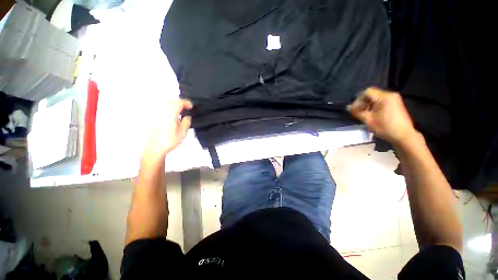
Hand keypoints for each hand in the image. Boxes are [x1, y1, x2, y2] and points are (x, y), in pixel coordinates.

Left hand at [143, 99, 192, 160]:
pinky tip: (172, 116)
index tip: (191, 106)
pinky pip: (163, 109)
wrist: (154, 148)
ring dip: (174, 106)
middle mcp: (162, 111)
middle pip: (172, 102)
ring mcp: (156, 114)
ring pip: (166, 105)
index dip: (186, 103)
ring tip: (181, 111)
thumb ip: (187, 121)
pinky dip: (169, 109)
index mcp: (170, 113)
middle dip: (180, 103)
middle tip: (187, 108)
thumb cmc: (169, 140)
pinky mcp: (153, 118)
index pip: (179, 103)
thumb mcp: (183, 132)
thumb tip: (187, 117)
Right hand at [347, 87, 417, 145]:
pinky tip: (371, 115)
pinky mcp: (395, 104)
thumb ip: (357, 112)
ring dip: (367, 105)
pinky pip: (380, 101)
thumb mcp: (368, 120)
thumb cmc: (386, 128)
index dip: (358, 100)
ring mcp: (394, 99)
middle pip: (371, 94)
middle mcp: (390, 95)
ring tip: (364, 114)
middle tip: (358, 112)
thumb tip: (348, 107)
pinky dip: (373, 106)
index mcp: (384, 97)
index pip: (367, 92)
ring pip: (375, 98)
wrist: (404, 136)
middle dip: (362, 103)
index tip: (355, 109)